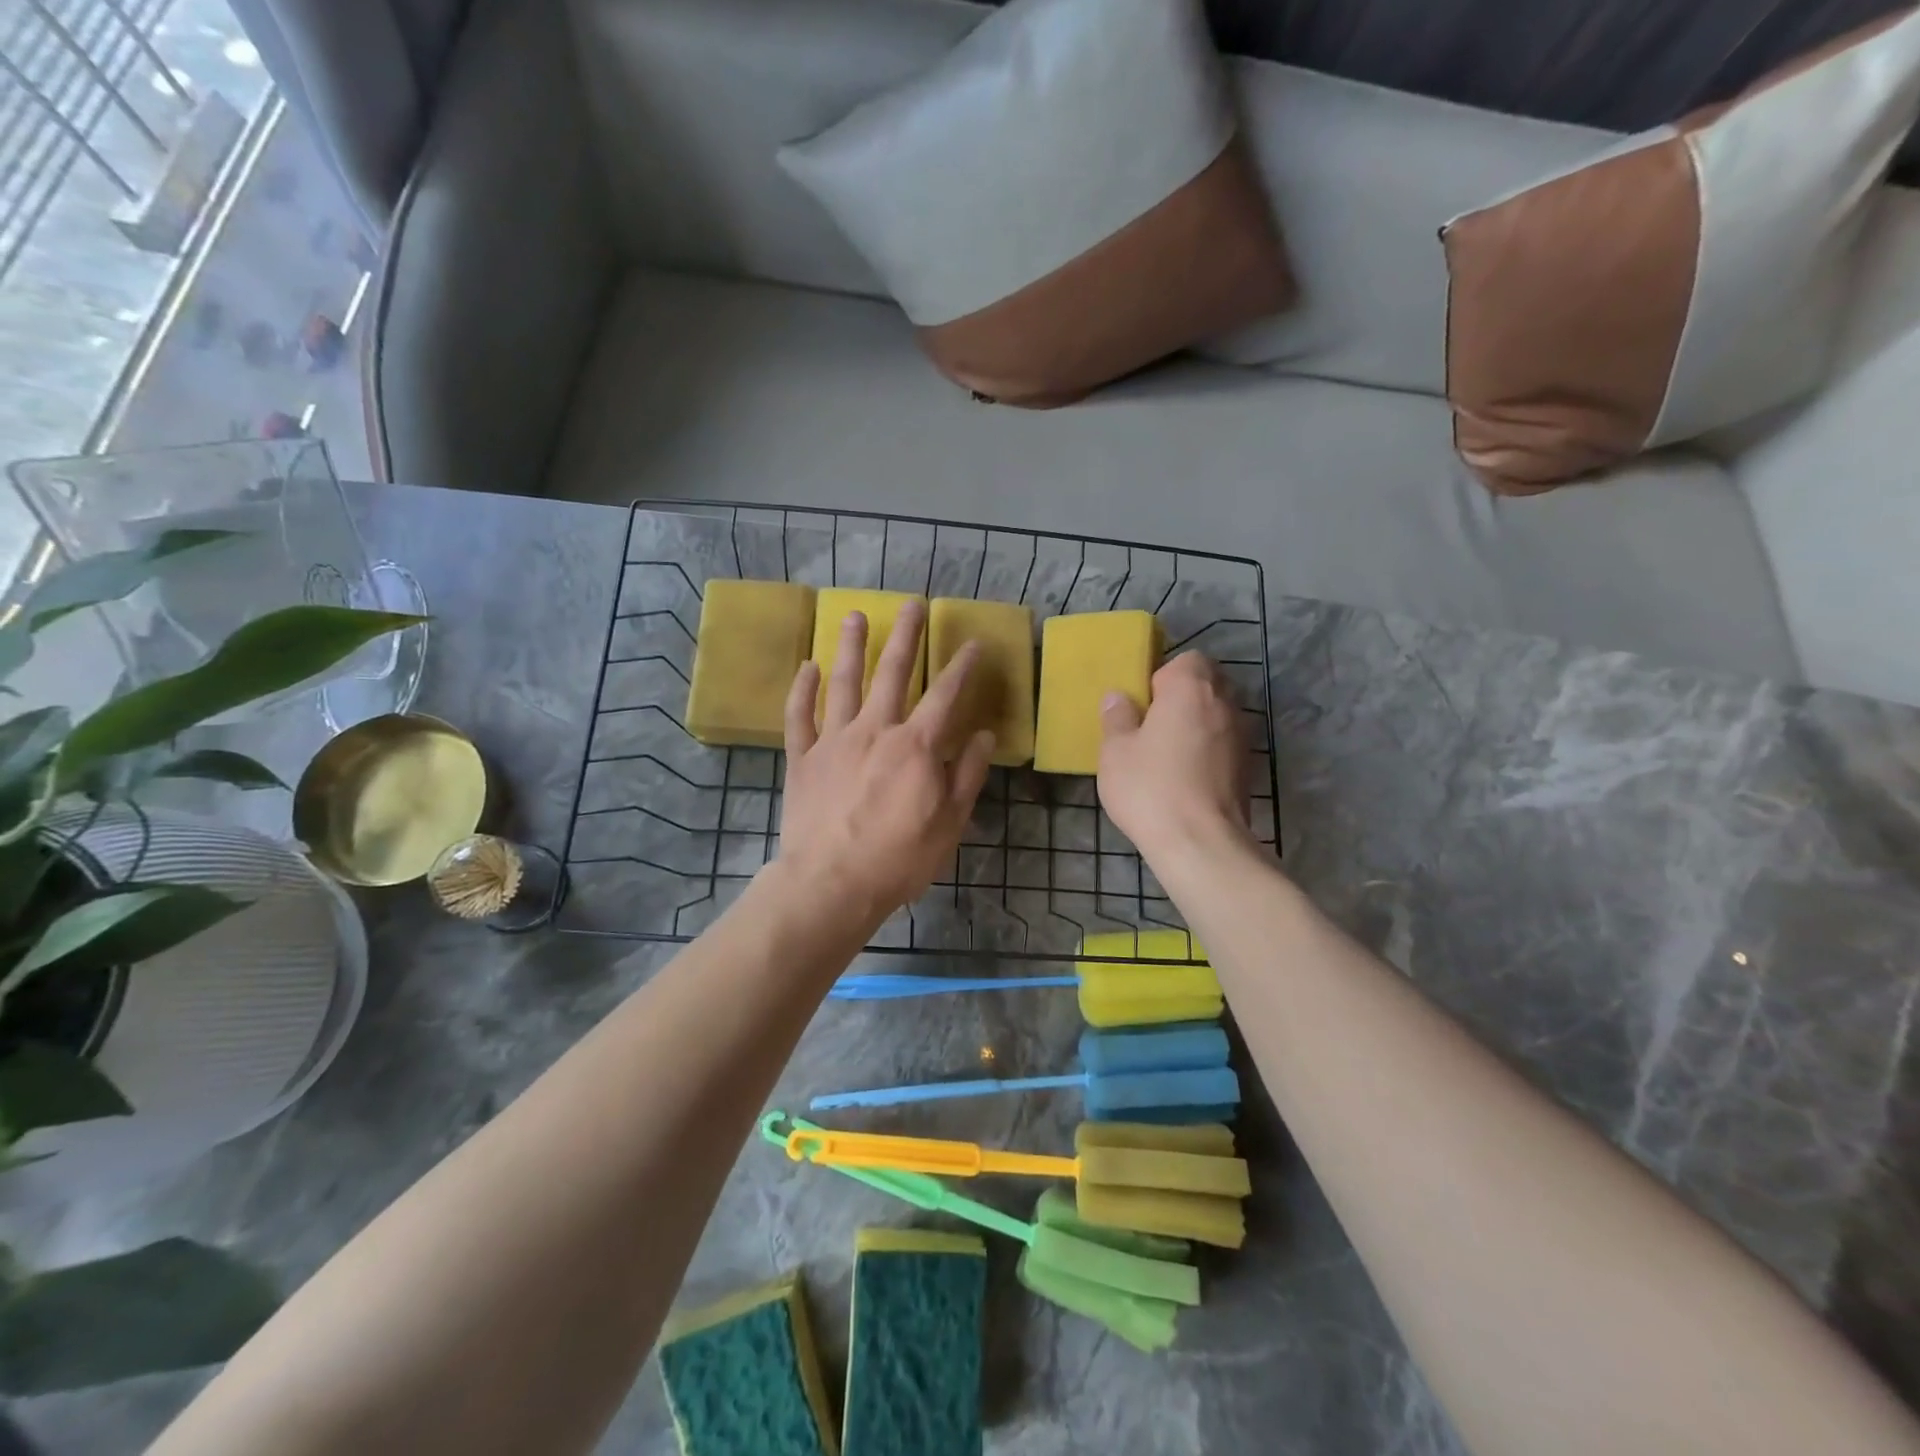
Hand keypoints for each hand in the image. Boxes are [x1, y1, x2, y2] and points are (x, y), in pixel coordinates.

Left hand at [778, 601, 995, 928]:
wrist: (832, 883)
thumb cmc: (899, 858)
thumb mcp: (950, 822)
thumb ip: (968, 774)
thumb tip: (985, 735)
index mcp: (916, 746)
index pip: (945, 694)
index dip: (962, 666)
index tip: (972, 642)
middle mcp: (875, 730)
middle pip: (892, 672)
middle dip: (905, 636)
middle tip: (912, 604)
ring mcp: (834, 740)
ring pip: (843, 682)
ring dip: (851, 646)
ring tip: (855, 615)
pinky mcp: (802, 758)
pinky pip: (799, 715)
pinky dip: (802, 689)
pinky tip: (807, 667)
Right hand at [1097, 651, 1251, 863]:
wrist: (1201, 843)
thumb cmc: (1151, 788)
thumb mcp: (1116, 752)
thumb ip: (1117, 718)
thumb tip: (1119, 698)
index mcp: (1191, 688)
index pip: (1188, 659)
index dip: (1164, 675)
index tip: (1144, 702)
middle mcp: (1225, 703)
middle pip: (1209, 683)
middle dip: (1184, 696)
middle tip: (1153, 725)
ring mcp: (1243, 736)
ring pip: (1219, 714)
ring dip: (1199, 724)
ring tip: (1170, 752)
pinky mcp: (1249, 767)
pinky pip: (1226, 743)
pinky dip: (1210, 750)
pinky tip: (1188, 776)